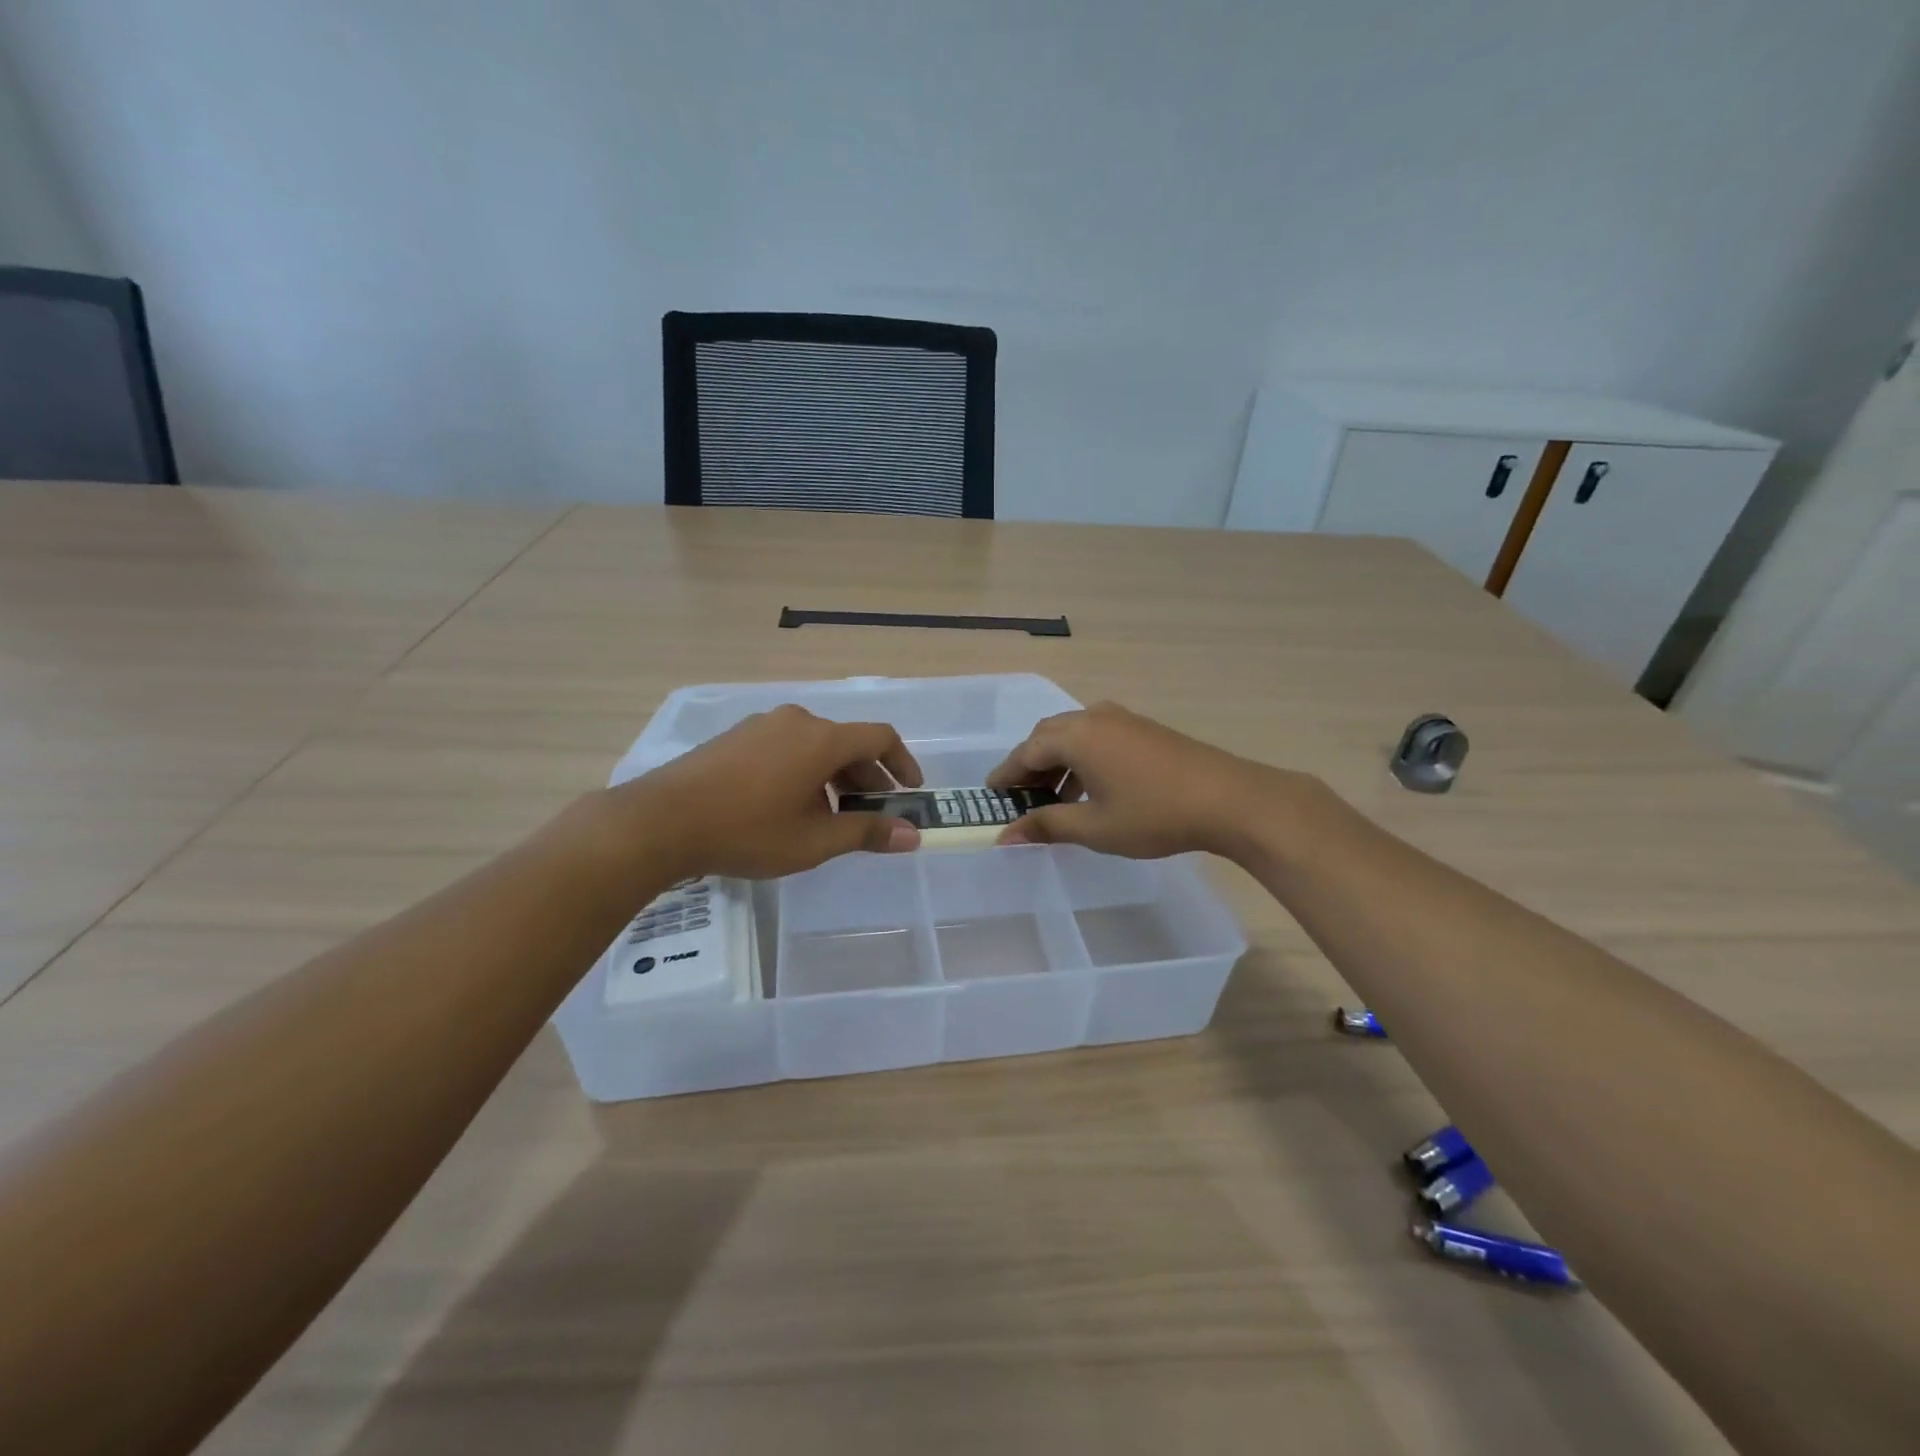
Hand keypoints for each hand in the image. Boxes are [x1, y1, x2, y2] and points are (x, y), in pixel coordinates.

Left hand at [623, 705, 922, 878]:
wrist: (660, 821)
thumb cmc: (747, 830)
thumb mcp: (814, 841)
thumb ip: (866, 832)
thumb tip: (913, 834)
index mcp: (821, 739)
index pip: (879, 737)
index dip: (902, 762)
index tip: (911, 791)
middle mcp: (796, 721)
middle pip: (846, 742)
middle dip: (867, 776)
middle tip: (874, 811)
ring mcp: (762, 726)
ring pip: (815, 745)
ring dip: (834, 776)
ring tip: (831, 815)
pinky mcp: (736, 738)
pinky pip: (786, 747)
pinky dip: (804, 770)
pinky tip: (790, 806)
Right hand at [986, 701, 1301, 860]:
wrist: (1229, 800)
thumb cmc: (1154, 815)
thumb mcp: (1094, 828)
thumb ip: (1046, 826)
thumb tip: (1005, 837)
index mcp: (1076, 736)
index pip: (1026, 751)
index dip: (1006, 774)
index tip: (991, 794)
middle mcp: (1095, 718)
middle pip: (1047, 735)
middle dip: (1030, 764)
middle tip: (1020, 795)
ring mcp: (1123, 720)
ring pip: (1074, 734)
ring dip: (1058, 761)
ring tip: (1055, 798)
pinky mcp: (1144, 729)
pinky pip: (1098, 736)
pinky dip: (1082, 757)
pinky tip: (1091, 788)